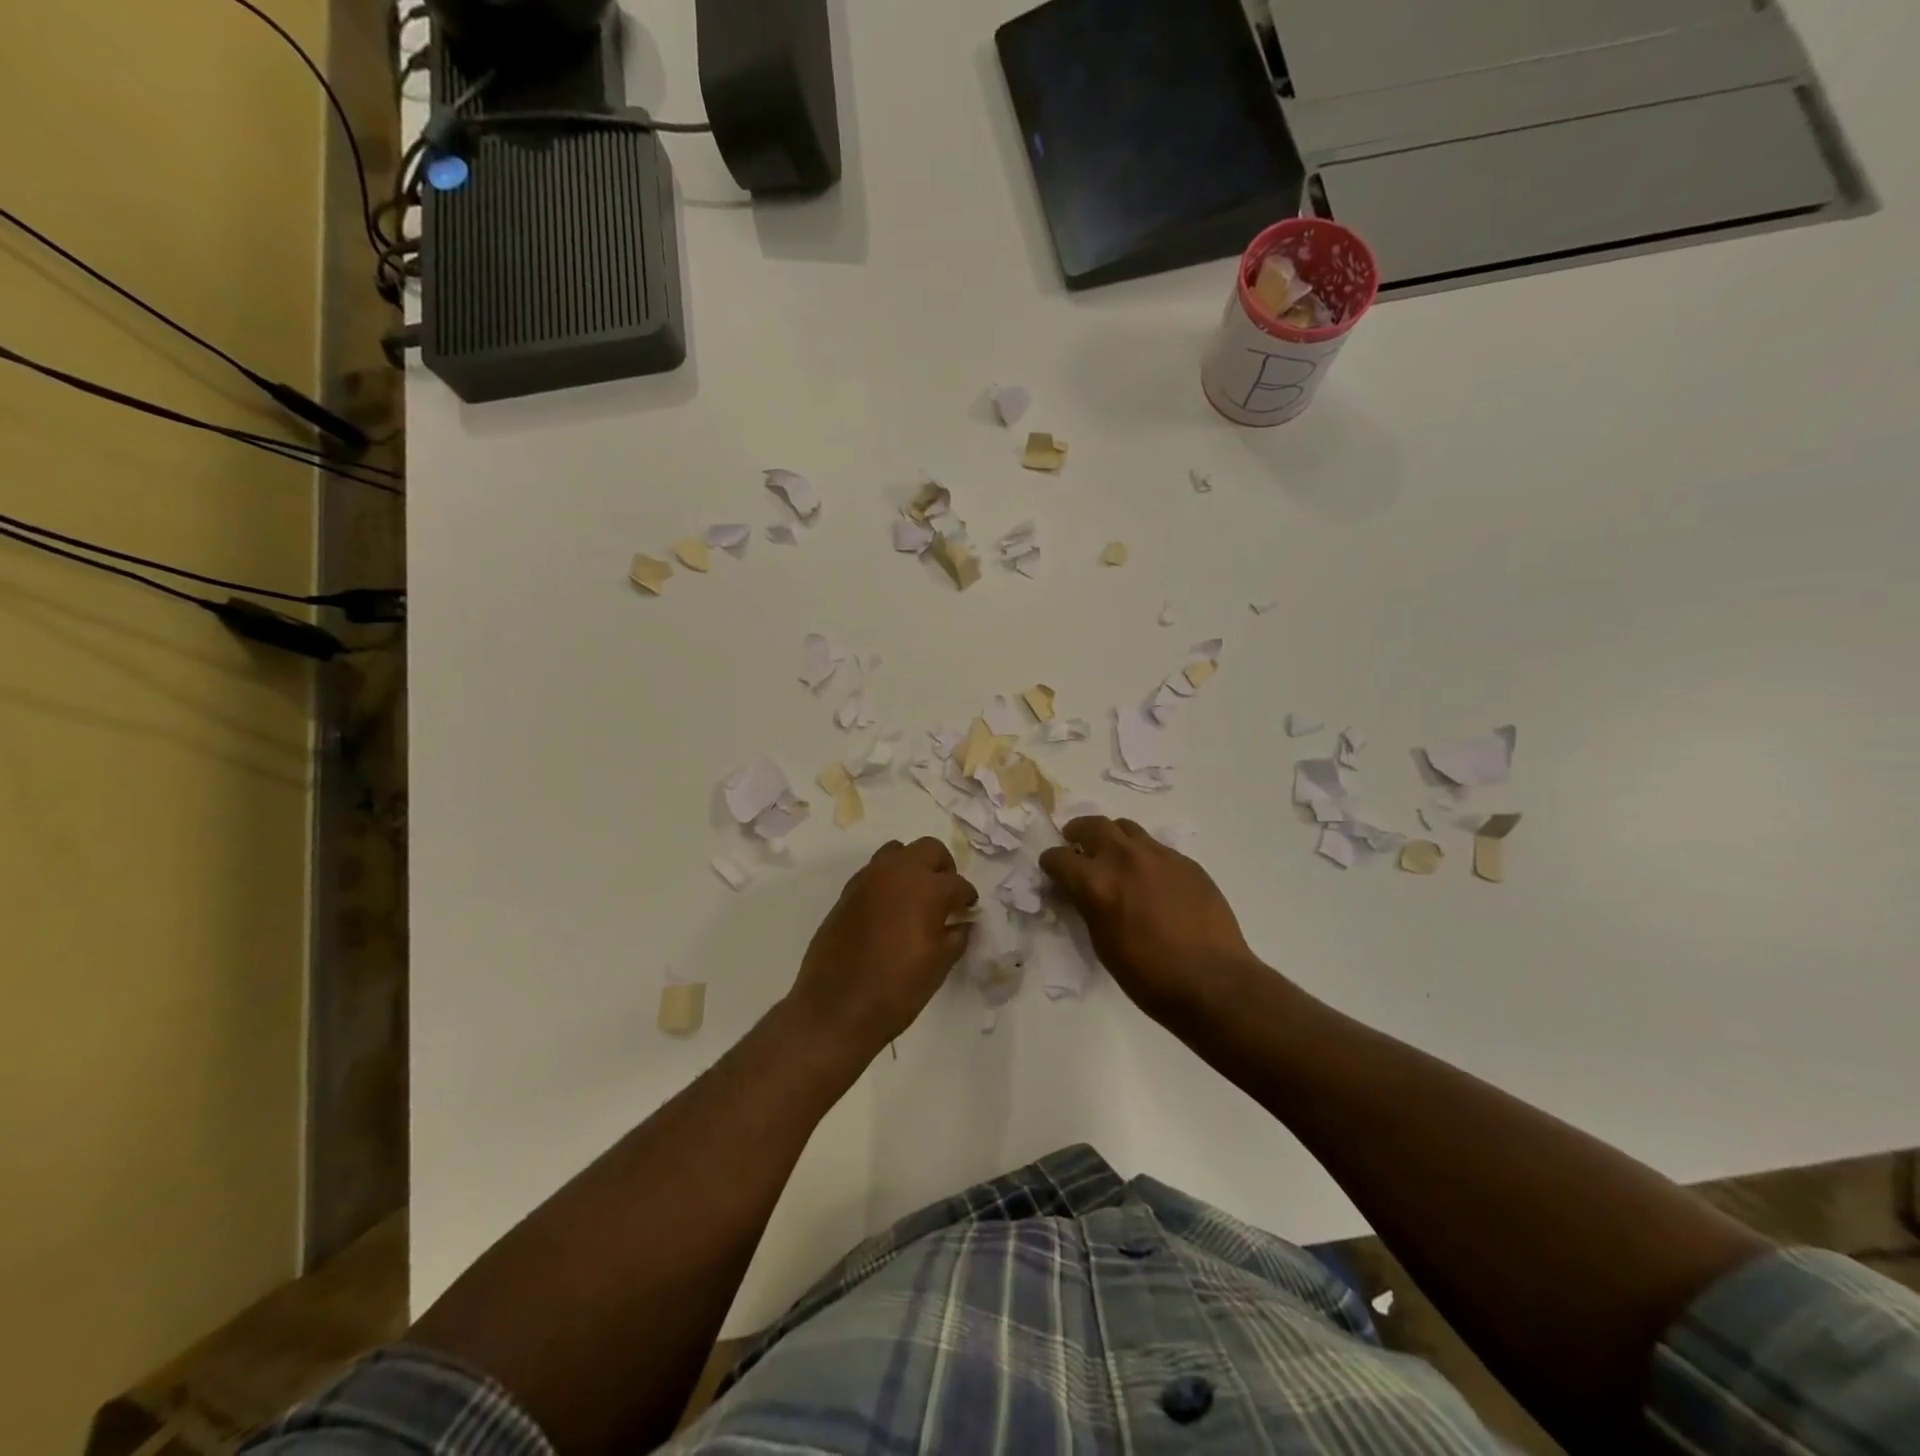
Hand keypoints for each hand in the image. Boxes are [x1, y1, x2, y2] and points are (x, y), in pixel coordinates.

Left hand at [787, 838, 977, 1058]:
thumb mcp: (939, 964)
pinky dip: (888, 882)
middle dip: (942, 868)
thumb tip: (963, 923)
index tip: (968, 909)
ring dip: (912, 867)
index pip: (957, 883)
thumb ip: (957, 936)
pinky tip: (891, 910)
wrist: (837, 1007)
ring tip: (917, 897)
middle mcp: (897, 872)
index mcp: (926, 887)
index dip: (967, 897)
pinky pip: (874, 872)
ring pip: (897, 853)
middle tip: (946, 895)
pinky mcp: (847, 892)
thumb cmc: (897, 987)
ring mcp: (868, 879)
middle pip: (928, 849)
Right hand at [1040, 817, 1263, 1025]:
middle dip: (1078, 832)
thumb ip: (1088, 907)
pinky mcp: (1185, 861)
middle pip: (1092, 825)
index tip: (1052, 870)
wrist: (1212, 981)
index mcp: (1096, 882)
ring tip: (1113, 855)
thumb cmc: (1148, 975)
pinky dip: (1143, 855)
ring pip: (1126, 828)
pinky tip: (1150, 878)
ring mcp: (1159, 855)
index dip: (1051, 864)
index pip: (1059, 858)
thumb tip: (1082, 892)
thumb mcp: (1102, 943)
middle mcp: (1124, 858)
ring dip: (1112, 837)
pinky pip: (1156, 847)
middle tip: (1076, 844)